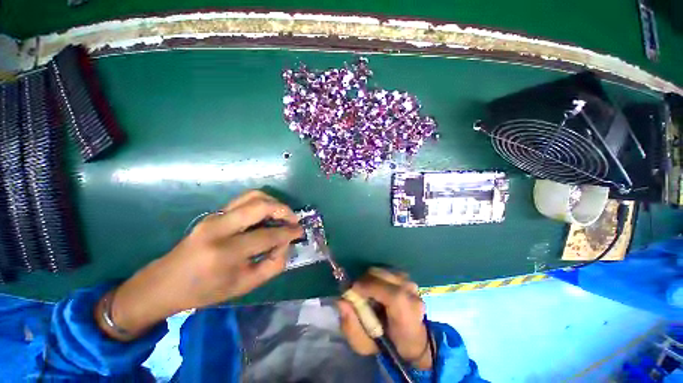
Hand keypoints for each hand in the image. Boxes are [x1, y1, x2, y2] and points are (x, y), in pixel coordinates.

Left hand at [96, 190, 302, 340]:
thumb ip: (273, 265)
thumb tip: (286, 244)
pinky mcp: (213, 213)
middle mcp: (219, 228)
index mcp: (226, 253)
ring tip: (282, 215)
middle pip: (260, 206)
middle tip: (293, 220)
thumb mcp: (244, 286)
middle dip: (284, 210)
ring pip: (252, 196)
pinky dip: (261, 202)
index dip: (289, 232)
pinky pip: (244, 199)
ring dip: (273, 202)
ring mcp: (214, 217)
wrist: (165, 283)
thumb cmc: (206, 290)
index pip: (268, 235)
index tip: (300, 232)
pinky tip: (266, 214)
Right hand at [337, 269, 431, 369]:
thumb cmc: (388, 345)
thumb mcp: (364, 345)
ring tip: (368, 292)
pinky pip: (387, 271)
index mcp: (406, 316)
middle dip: (365, 281)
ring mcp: (411, 284)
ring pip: (384, 271)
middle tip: (357, 292)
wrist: (412, 340)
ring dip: (371, 279)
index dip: (369, 287)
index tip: (352, 290)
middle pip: (383, 276)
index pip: (392, 295)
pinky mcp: (408, 278)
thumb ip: (351, 326)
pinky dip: (378, 277)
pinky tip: (378, 289)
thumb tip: (341, 300)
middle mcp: (412, 296)